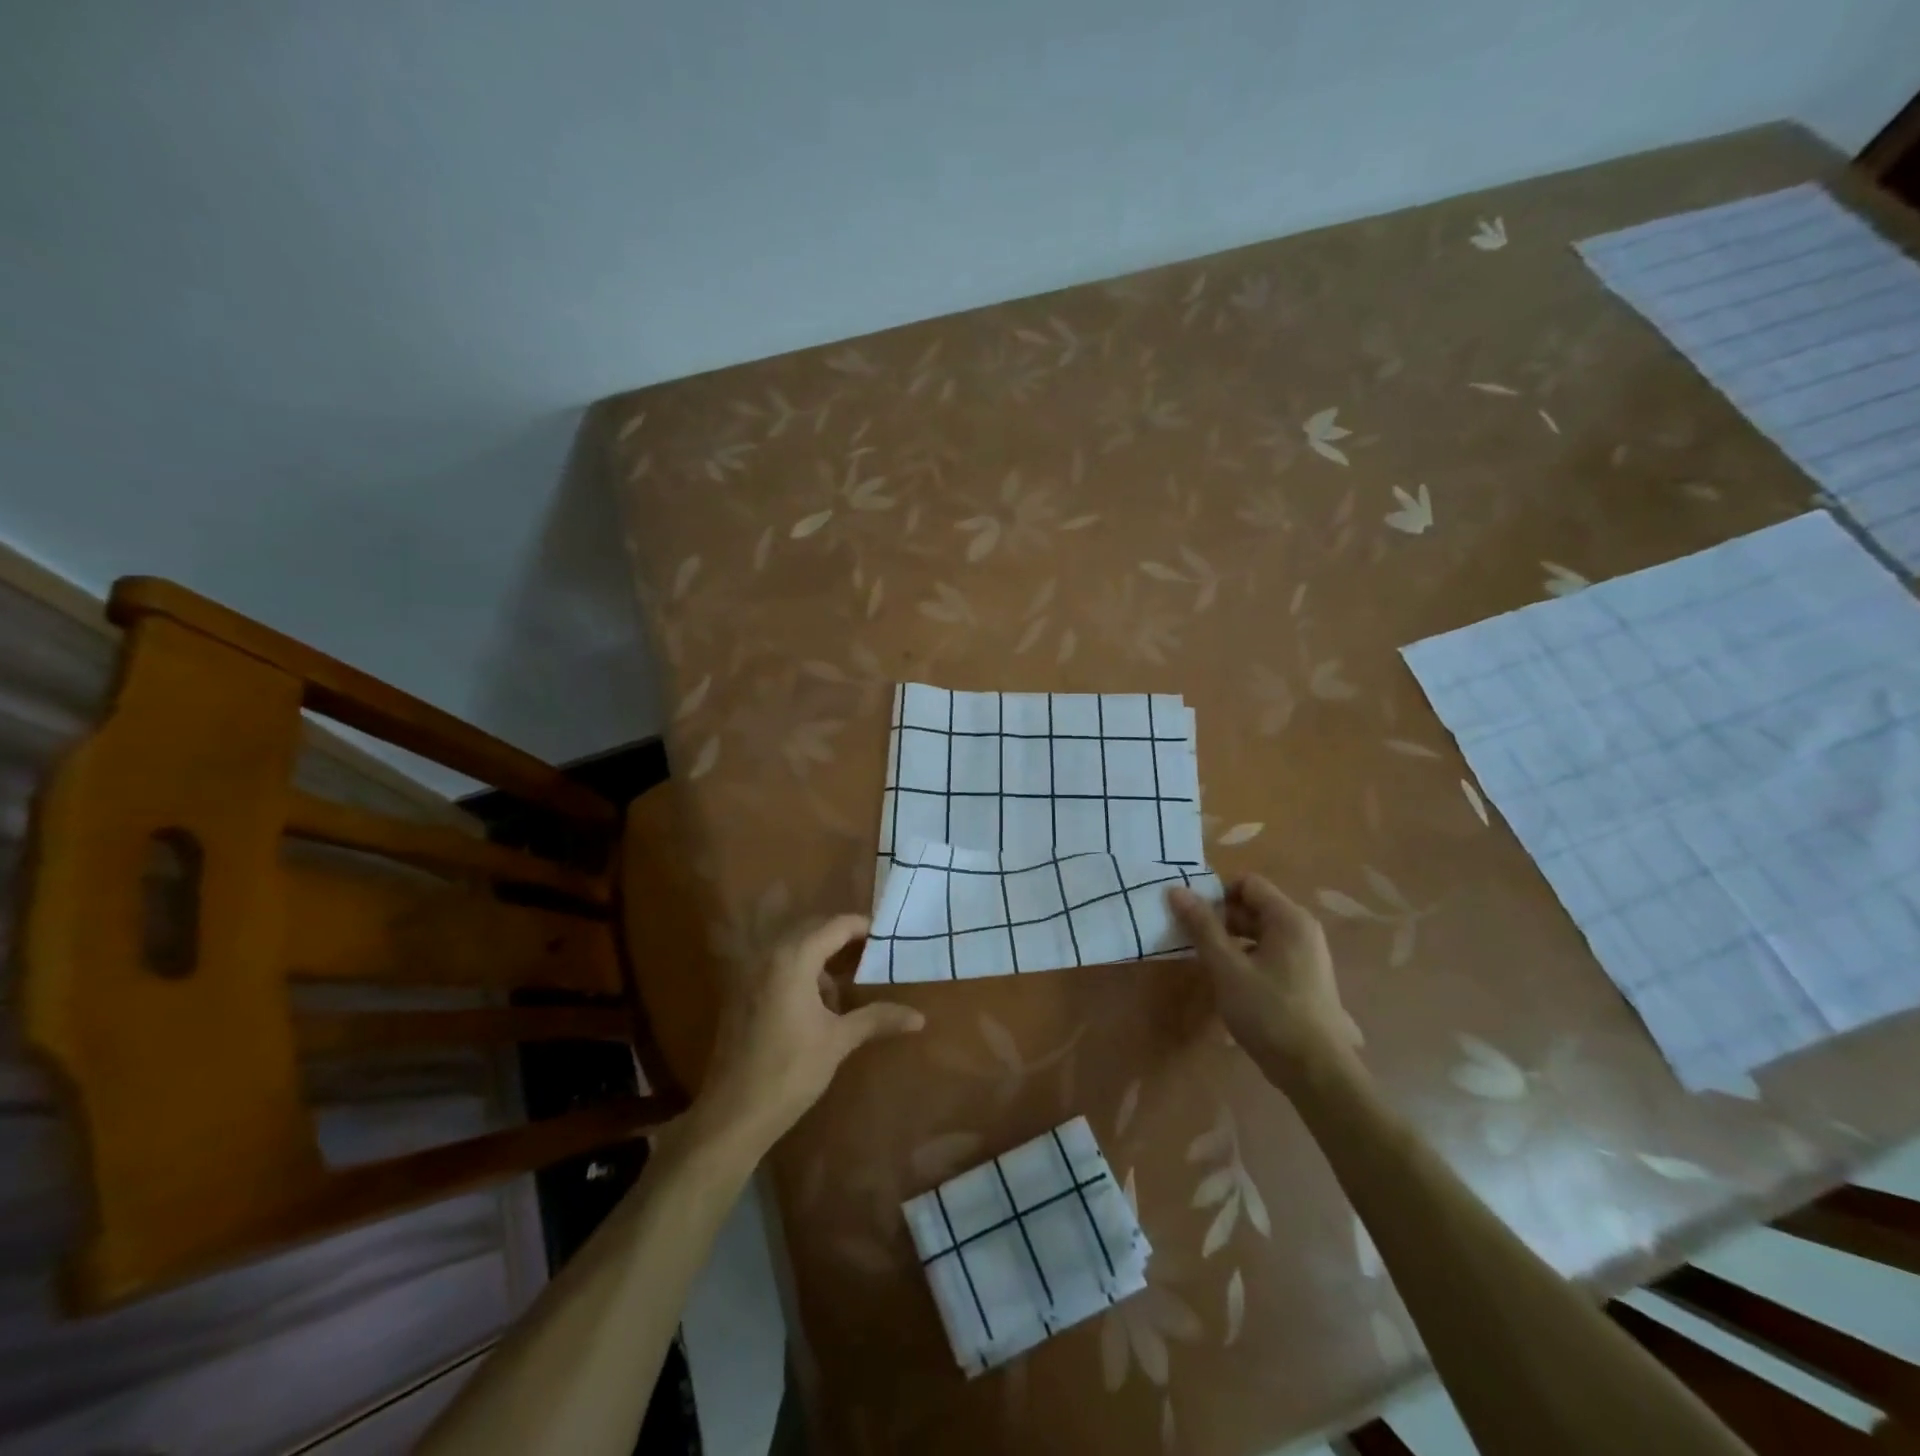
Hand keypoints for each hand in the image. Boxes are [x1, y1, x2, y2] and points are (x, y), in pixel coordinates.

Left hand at [689, 915, 924, 1154]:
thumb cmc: (790, 1071)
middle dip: (842, 939)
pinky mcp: (740, 993)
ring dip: (820, 957)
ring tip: (844, 988)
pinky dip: (799, 971)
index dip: (863, 927)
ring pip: (792, 948)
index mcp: (793, 959)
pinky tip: (815, 1004)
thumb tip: (919, 1017)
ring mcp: (749, 973)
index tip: (887, 937)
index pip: (835, 926)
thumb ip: (877, 1018)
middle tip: (872, 957)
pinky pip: (776, 965)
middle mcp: (768, 955)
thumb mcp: (839, 1041)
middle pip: (812, 930)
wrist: (733, 1115)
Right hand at [1168, 876, 1362, 1086]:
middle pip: (1254, 906)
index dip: (1217, 895)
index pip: (1247, 884)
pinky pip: (1269, 952)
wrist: (1315, 1070)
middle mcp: (1303, 929)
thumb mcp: (1226, 967)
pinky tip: (1230, 982)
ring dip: (1231, 940)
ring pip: (1260, 932)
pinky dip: (1247, 957)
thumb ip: (1202, 926)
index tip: (1193, 918)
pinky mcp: (1305, 978)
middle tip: (1192, 941)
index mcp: (1289, 919)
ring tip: (1208, 962)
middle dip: (1221, 919)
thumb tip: (1176, 890)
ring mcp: (1307, 954)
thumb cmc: (1268, 1012)